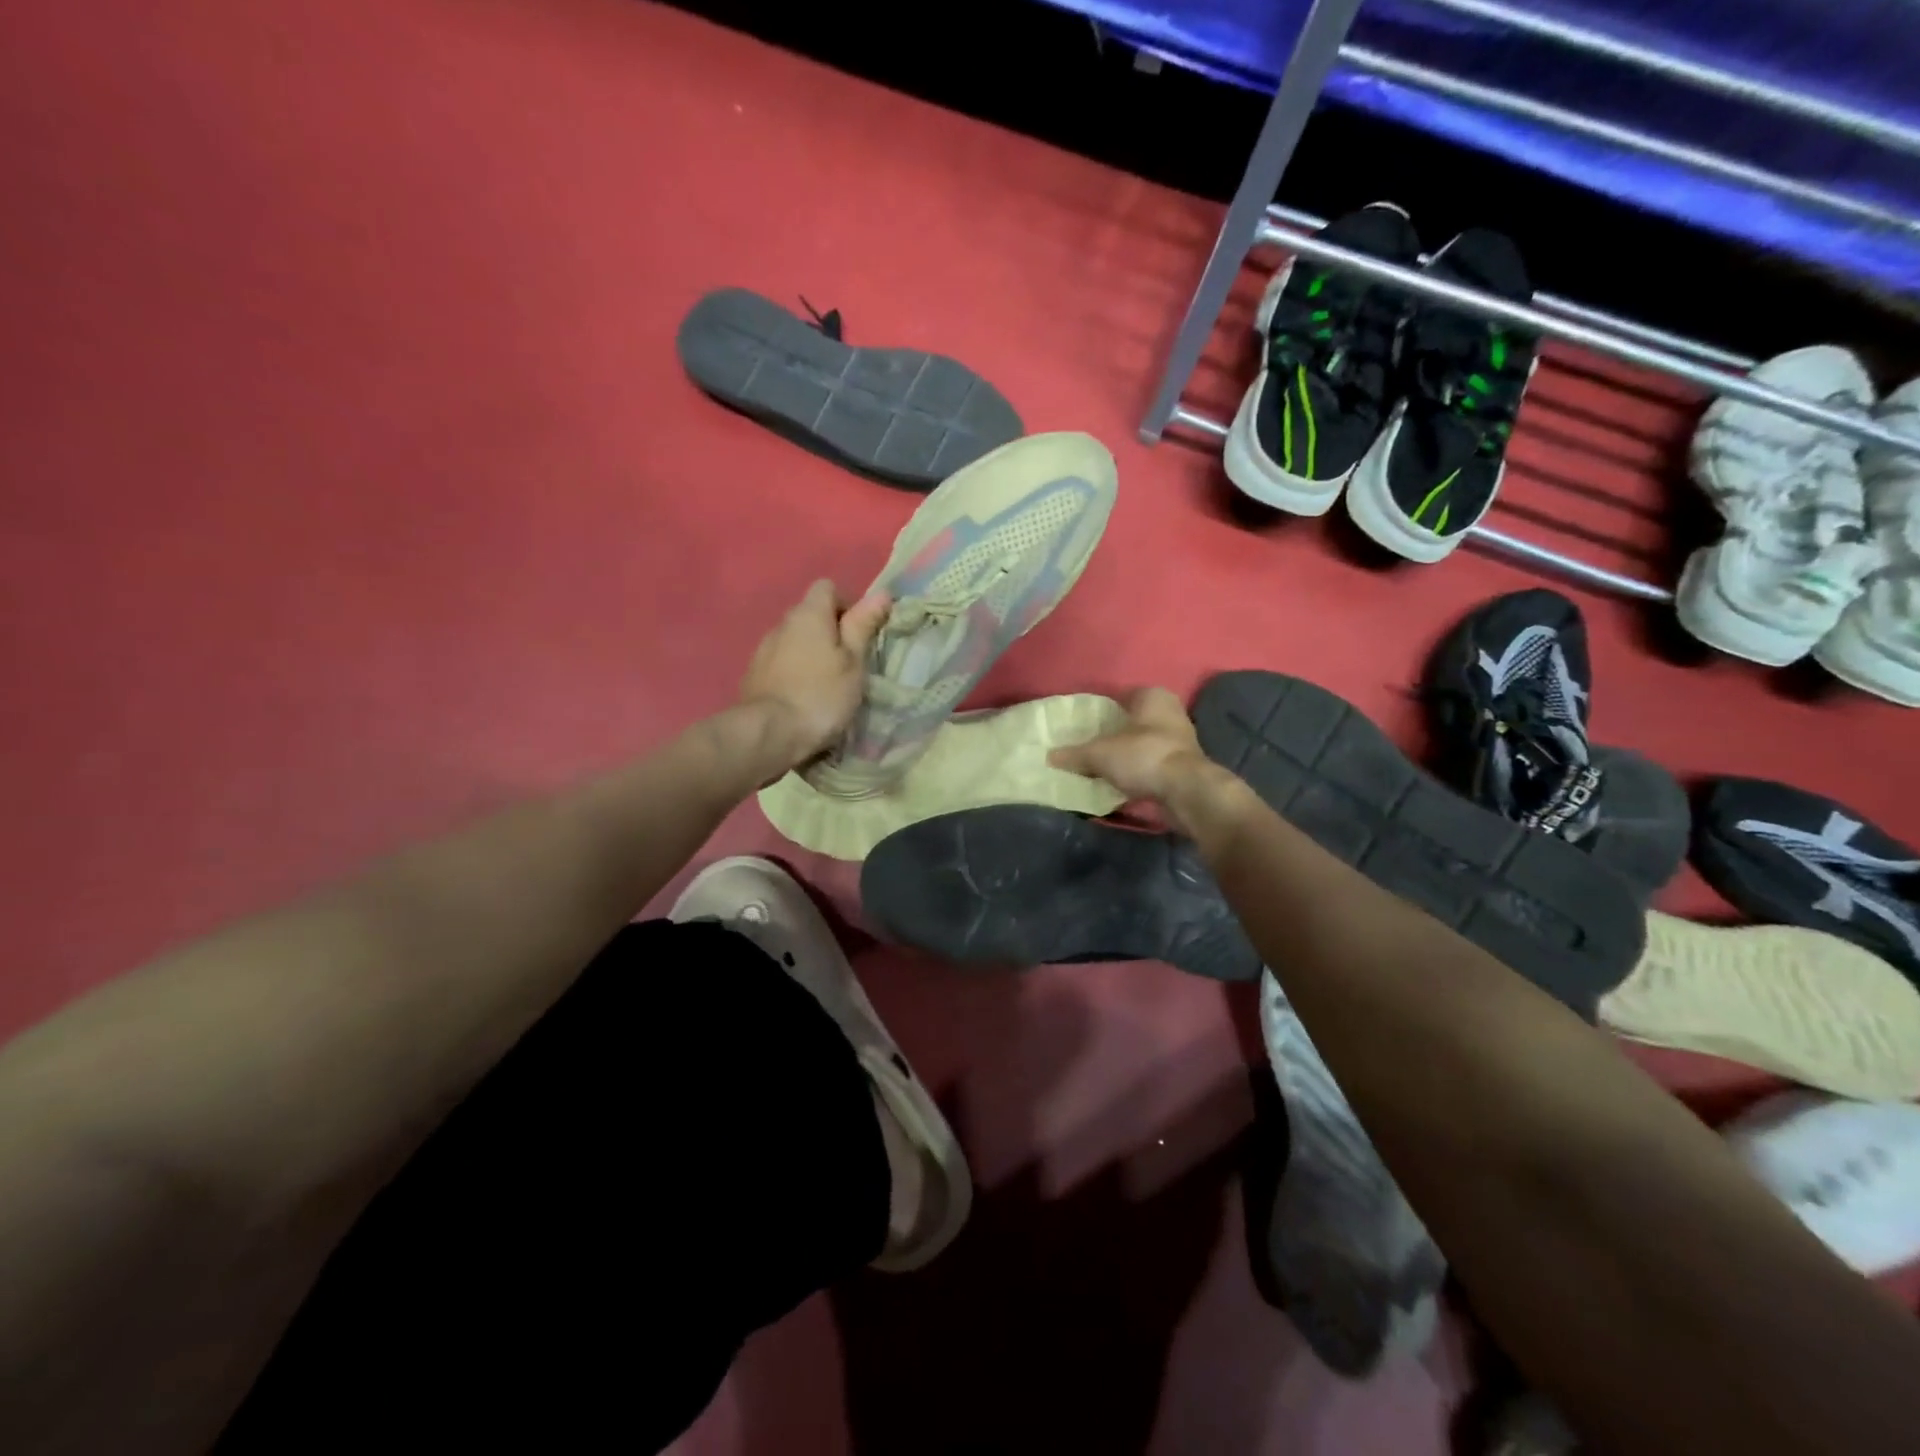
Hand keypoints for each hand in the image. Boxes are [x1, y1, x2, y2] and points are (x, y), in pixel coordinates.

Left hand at [738, 579, 889, 770]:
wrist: (768, 734)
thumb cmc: (821, 695)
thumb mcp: (853, 662)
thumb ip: (863, 626)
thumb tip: (881, 593)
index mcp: (808, 614)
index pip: (827, 588)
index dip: (848, 604)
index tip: (862, 633)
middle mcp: (781, 624)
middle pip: (810, 615)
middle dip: (831, 632)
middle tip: (851, 662)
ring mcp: (763, 650)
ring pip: (795, 641)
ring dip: (811, 654)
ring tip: (828, 684)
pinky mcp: (753, 676)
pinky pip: (781, 663)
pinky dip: (795, 672)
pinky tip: (804, 698)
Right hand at [1049, 686, 1211, 804]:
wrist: (1186, 791)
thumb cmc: (1143, 756)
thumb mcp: (1100, 754)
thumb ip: (1074, 754)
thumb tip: (1049, 756)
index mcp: (1152, 696)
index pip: (1120, 695)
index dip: (1100, 708)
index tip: (1081, 723)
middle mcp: (1170, 711)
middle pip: (1132, 720)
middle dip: (1113, 731)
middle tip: (1087, 743)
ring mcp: (1180, 739)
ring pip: (1143, 742)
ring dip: (1126, 752)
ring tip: (1100, 764)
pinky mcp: (1183, 766)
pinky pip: (1151, 763)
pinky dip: (1137, 770)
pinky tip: (1120, 781)